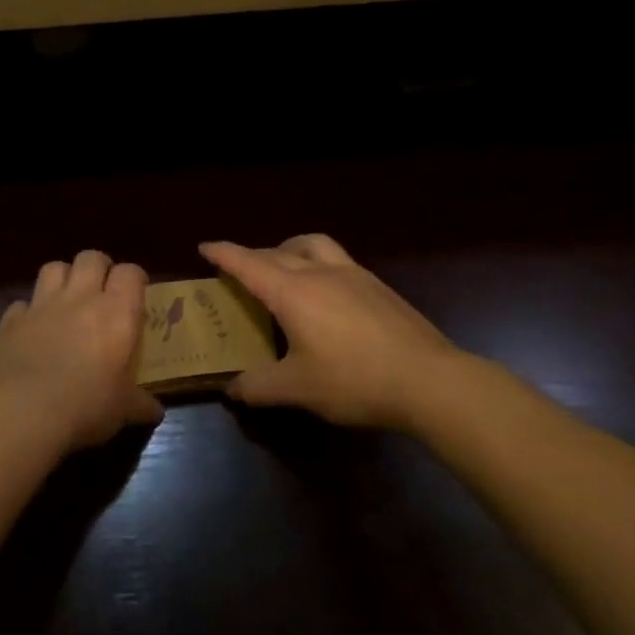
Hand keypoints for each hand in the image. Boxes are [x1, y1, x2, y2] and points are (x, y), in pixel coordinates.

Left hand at [0, 250, 162, 451]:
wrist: (23, 411)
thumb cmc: (86, 406)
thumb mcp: (122, 409)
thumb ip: (140, 404)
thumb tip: (155, 411)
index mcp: (116, 313)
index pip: (130, 273)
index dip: (134, 279)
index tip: (136, 295)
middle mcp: (80, 298)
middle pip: (91, 257)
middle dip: (99, 268)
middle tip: (102, 291)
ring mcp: (41, 305)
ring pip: (54, 267)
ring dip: (63, 278)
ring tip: (67, 300)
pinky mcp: (11, 320)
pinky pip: (22, 303)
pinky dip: (28, 311)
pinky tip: (32, 329)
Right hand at [201, 235, 474, 429]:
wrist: (430, 381)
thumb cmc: (355, 380)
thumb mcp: (298, 389)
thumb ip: (259, 387)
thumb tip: (232, 389)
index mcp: (293, 292)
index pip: (248, 264)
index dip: (224, 254)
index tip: (204, 247)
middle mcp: (320, 272)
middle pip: (278, 252)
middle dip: (252, 255)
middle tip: (238, 269)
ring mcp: (354, 275)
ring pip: (313, 245)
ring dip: (290, 248)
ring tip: (283, 266)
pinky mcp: (378, 286)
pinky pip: (337, 259)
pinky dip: (318, 262)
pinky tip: (325, 291)